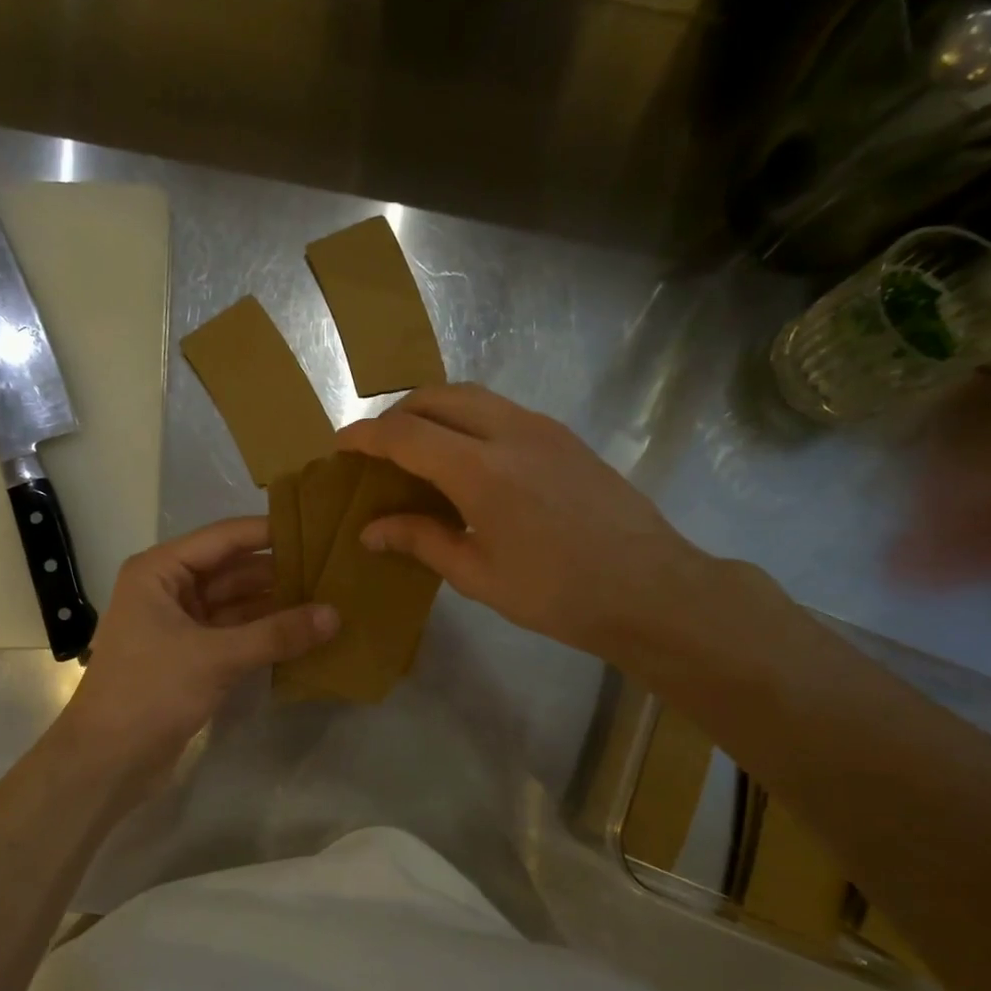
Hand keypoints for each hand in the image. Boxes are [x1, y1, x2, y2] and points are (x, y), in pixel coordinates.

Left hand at [56, 517, 336, 786]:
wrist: (105, 762)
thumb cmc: (150, 692)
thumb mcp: (216, 657)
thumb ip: (277, 634)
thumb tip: (335, 615)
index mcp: (160, 571)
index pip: (224, 538)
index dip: (270, 532)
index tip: (319, 528)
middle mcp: (168, 589)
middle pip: (233, 570)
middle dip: (279, 572)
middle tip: (334, 569)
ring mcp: (179, 624)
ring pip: (237, 604)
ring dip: (276, 605)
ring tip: (328, 598)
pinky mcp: (190, 656)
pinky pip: (235, 633)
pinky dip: (264, 634)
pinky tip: (304, 634)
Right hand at [335, 384, 714, 663]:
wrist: (650, 588)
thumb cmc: (557, 593)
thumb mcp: (479, 575)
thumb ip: (421, 541)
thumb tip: (371, 530)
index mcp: (480, 470)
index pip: (406, 434)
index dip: (366, 437)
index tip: (340, 445)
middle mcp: (509, 432)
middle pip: (437, 397)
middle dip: (398, 414)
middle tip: (378, 448)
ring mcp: (543, 428)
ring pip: (472, 396)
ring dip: (435, 411)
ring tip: (418, 449)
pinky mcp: (564, 436)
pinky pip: (501, 411)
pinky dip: (468, 420)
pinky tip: (468, 460)